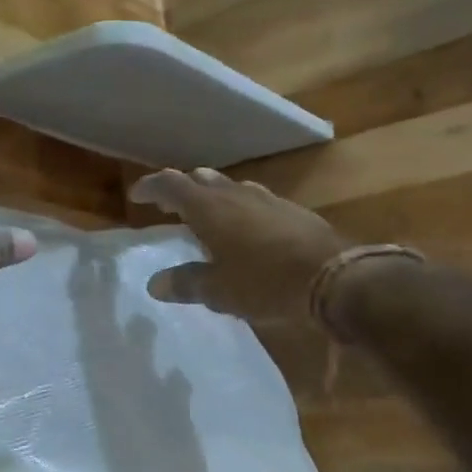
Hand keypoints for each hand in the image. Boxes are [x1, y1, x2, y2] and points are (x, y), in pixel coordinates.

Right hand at [129, 167, 345, 321]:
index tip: (136, 195)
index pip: (171, 184)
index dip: (150, 187)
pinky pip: (254, 200)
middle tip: (169, 207)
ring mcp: (267, 198)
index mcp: (209, 208)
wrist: (335, 277)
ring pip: (230, 186)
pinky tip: (246, 229)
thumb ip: (185, 283)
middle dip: (181, 190)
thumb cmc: (265, 283)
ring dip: (212, 196)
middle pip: (201, 180)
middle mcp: (235, 194)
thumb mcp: (218, 291)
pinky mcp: (291, 210)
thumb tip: (155, 283)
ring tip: (206, 215)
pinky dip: (238, 208)